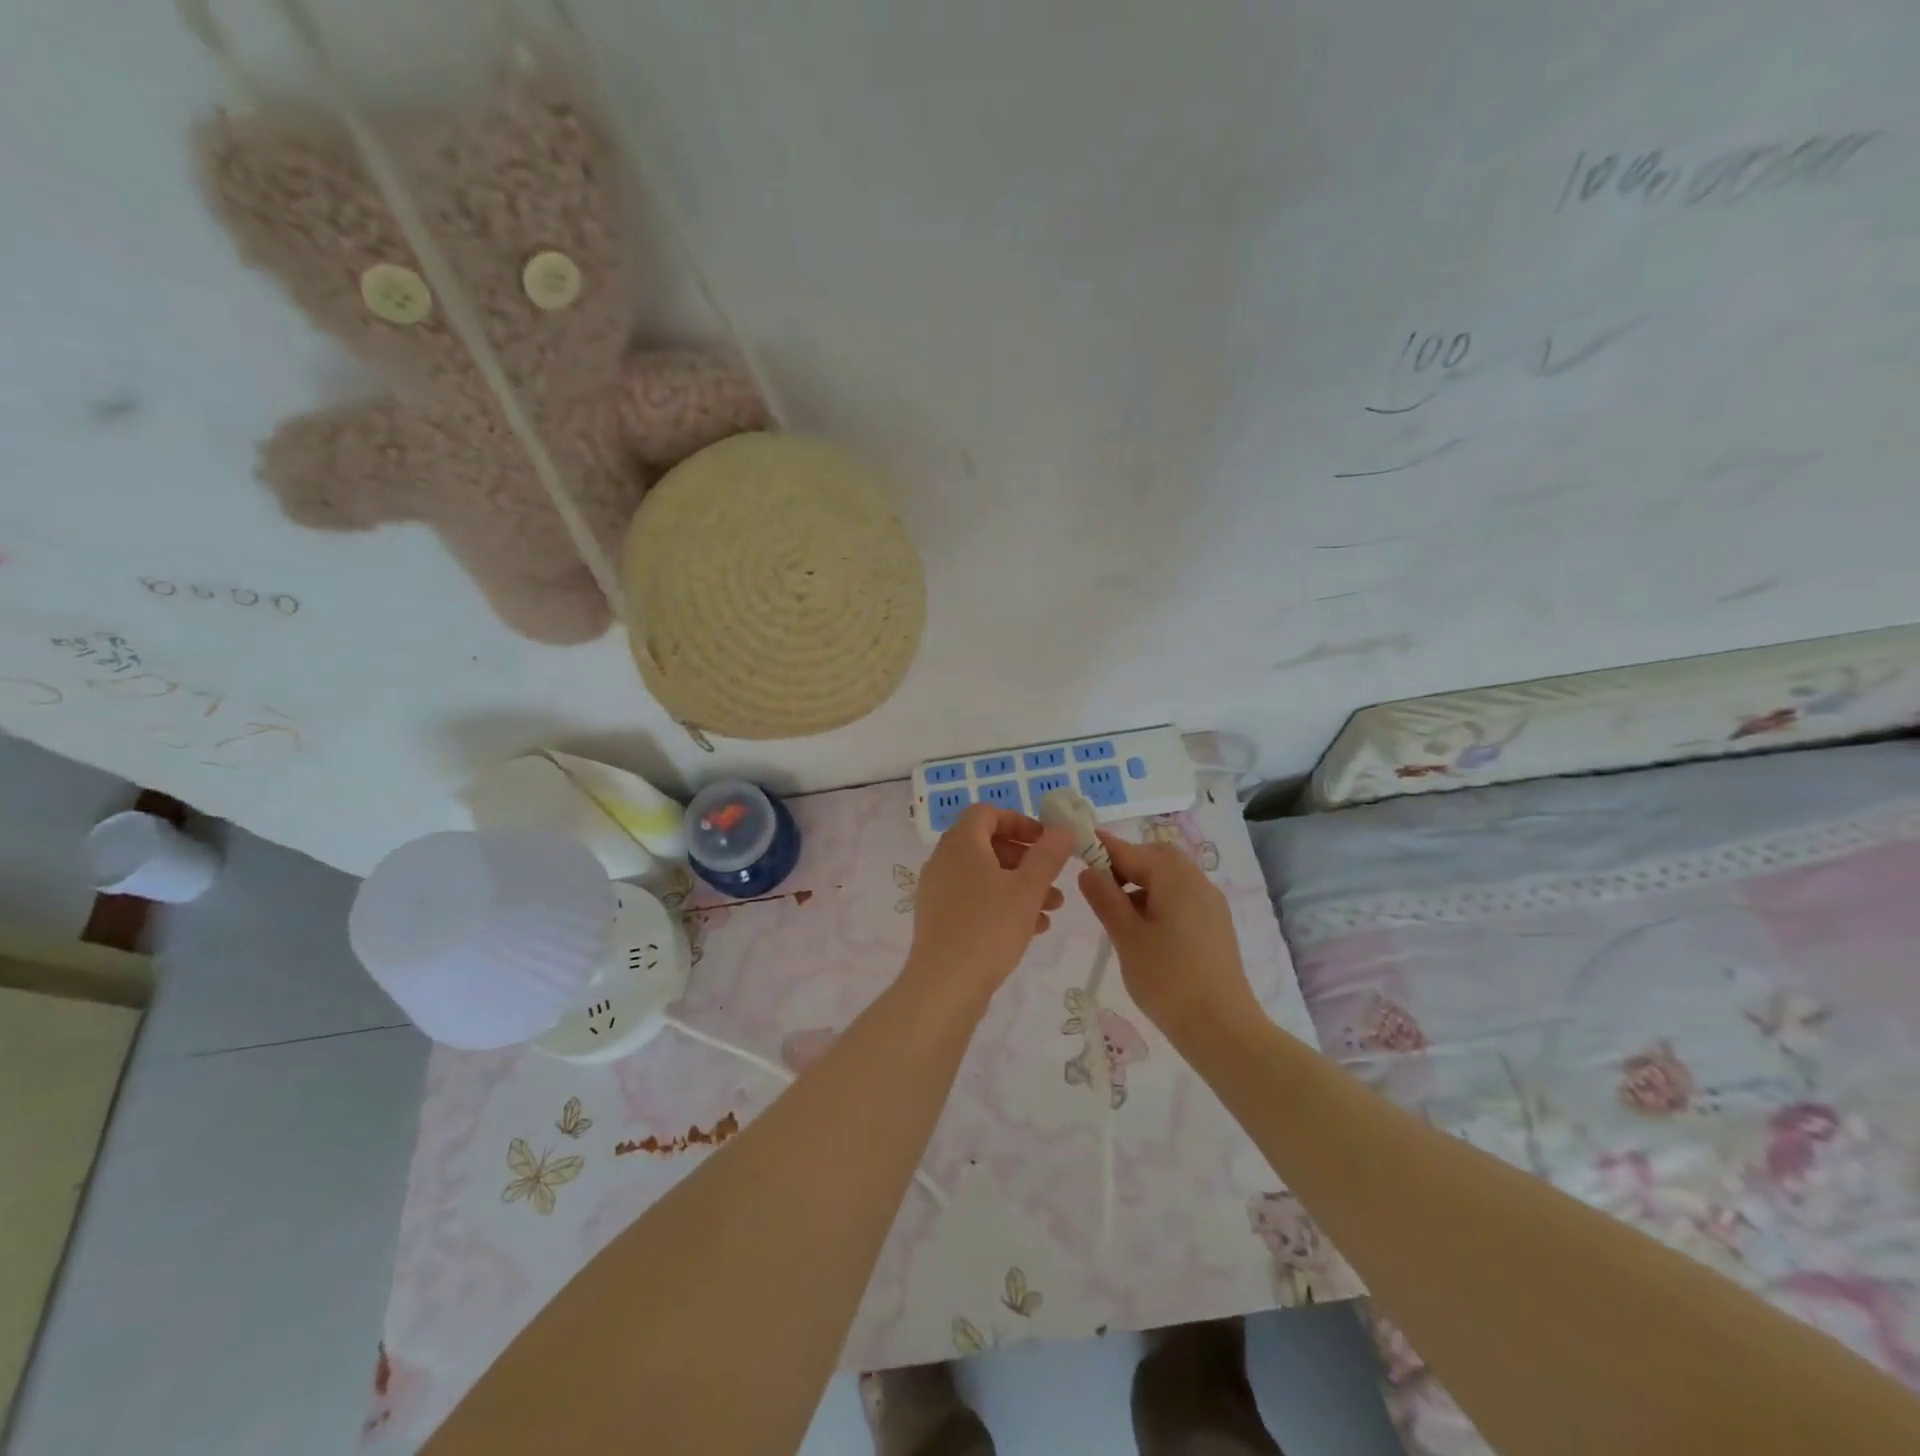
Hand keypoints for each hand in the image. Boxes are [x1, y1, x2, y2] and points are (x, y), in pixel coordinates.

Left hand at [905, 804, 1072, 1004]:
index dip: (1019, 822)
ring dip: (1020, 885)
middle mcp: (944, 861)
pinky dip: (1003, 904)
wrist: (945, 985)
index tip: (1046, 841)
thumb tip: (1063, 828)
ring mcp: (938, 891)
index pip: (987, 813)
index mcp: (961, 844)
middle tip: (1054, 876)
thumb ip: (1048, 855)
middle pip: (988, 845)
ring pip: (985, 876)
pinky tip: (1033, 928)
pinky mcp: (939, 919)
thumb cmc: (989, 927)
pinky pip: (975, 900)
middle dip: (1026, 858)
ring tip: (1053, 907)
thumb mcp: (1028, 888)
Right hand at [1077, 832, 1256, 1037]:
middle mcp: (1197, 882)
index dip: (1101, 847)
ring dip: (1141, 884)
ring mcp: (1210, 904)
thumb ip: (1105, 899)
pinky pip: (1181, 898)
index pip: (1131, 851)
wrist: (1222, 1029)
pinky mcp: (1215, 926)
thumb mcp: (1127, 938)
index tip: (1074, 845)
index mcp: (1175, 879)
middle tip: (1098, 887)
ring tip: (1117, 915)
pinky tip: (1144, 931)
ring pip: (1170, 878)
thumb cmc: (1168, 980)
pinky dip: (1158, 900)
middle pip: (1156, 857)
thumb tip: (1088, 870)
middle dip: (1125, 863)